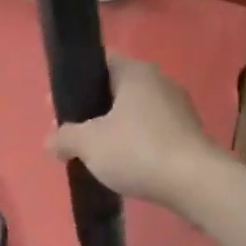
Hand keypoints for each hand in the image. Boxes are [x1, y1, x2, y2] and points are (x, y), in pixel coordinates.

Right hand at [47, 57, 223, 207]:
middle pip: (116, 88)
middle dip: (92, 108)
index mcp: (135, 72)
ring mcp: (178, 107)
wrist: (195, 182)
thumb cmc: (137, 150)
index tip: (58, 105)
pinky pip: (151, 130)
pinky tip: (124, 162)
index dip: (74, 80)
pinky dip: (135, 141)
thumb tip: (50, 139)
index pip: (99, 62)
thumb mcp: (88, 144)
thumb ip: (64, 137)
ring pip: (134, 110)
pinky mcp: (188, 133)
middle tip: (72, 132)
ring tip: (96, 151)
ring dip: (114, 127)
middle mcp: (159, 81)